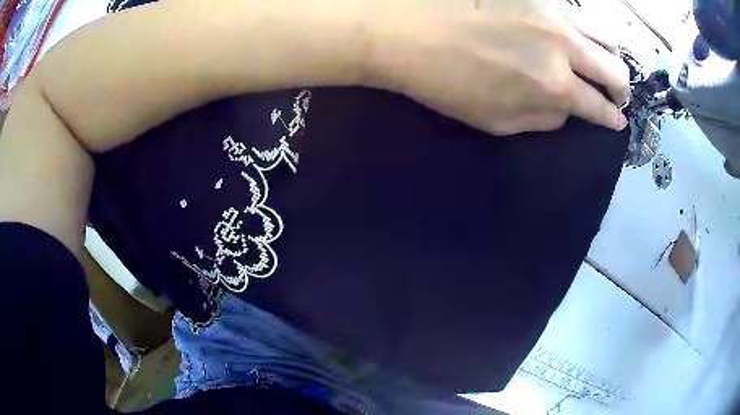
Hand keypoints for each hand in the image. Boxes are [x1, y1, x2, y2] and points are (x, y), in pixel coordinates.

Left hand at [367, 0, 628, 134]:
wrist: (405, 30)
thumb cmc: (445, 82)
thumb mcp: (497, 121)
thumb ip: (543, 118)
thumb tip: (568, 110)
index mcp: (555, 87)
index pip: (599, 106)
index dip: (612, 117)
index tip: (618, 121)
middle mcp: (563, 47)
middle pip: (614, 69)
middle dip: (621, 88)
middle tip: (618, 95)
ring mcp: (550, 13)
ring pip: (603, 34)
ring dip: (611, 55)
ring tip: (605, 63)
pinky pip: (575, 12)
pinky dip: (586, 29)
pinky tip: (579, 35)